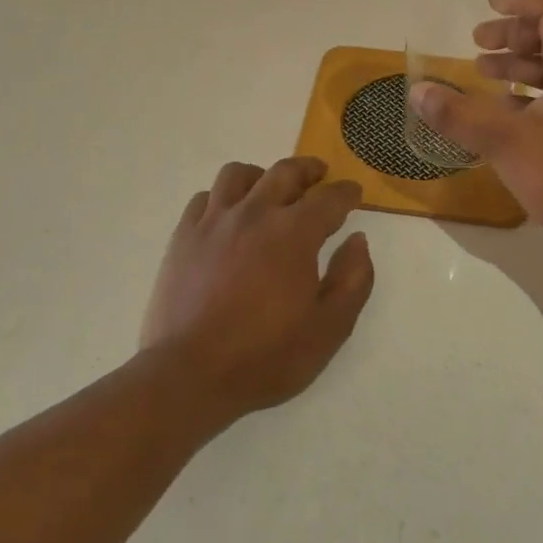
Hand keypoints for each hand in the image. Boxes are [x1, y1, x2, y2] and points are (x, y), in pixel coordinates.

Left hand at [142, 157, 375, 421]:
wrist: (190, 373)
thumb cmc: (266, 355)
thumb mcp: (329, 328)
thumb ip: (353, 280)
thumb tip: (358, 241)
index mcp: (294, 233)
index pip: (329, 198)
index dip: (346, 193)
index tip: (354, 192)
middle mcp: (254, 213)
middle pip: (284, 172)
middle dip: (308, 169)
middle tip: (318, 174)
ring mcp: (213, 221)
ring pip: (239, 174)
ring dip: (261, 176)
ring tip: (268, 189)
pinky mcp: (184, 236)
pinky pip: (205, 198)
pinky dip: (223, 198)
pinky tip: (227, 216)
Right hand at [410, 0, 542, 265]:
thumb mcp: (505, 140)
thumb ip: (458, 114)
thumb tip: (418, 92)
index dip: (523, 2)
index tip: (489, 1)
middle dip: (512, 35)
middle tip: (475, 40)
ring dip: (513, 65)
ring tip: (478, 69)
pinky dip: (518, 96)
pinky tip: (493, 108)